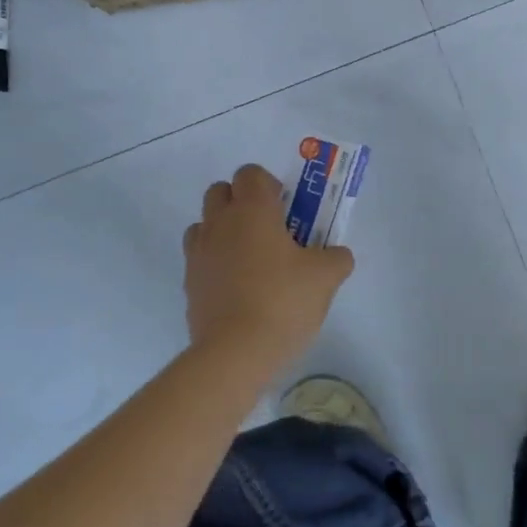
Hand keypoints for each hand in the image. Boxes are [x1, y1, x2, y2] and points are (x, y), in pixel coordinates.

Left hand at [182, 163, 353, 369]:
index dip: (269, 185)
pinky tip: (239, 288)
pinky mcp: (189, 284)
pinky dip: (216, 263)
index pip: (250, 173)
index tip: (286, 208)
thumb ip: (336, 258)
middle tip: (270, 230)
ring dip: (224, 231)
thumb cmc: (283, 301)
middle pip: (220, 192)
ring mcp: (198, 254)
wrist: (235, 353)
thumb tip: (337, 255)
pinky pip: (200, 259)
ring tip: (251, 260)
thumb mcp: (326, 277)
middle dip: (242, 202)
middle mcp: (219, 223)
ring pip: (205, 224)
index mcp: (252, 210)